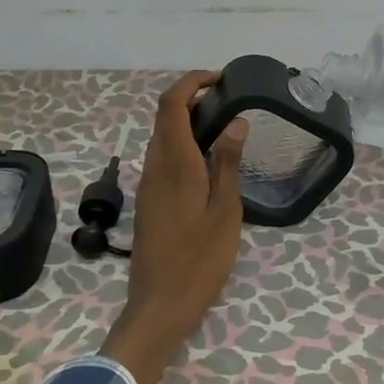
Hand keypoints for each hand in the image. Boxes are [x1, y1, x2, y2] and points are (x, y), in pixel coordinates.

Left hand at [101, 71, 249, 383]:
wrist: (160, 304)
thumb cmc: (199, 260)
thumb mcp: (225, 212)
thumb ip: (227, 163)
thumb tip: (235, 121)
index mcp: (175, 164)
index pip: (172, 105)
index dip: (191, 82)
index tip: (220, 78)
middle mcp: (155, 167)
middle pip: (164, 116)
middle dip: (191, 97)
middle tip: (229, 100)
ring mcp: (148, 184)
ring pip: (162, 137)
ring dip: (186, 120)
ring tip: (224, 125)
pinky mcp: (149, 200)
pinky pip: (162, 157)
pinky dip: (182, 143)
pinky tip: (208, 160)